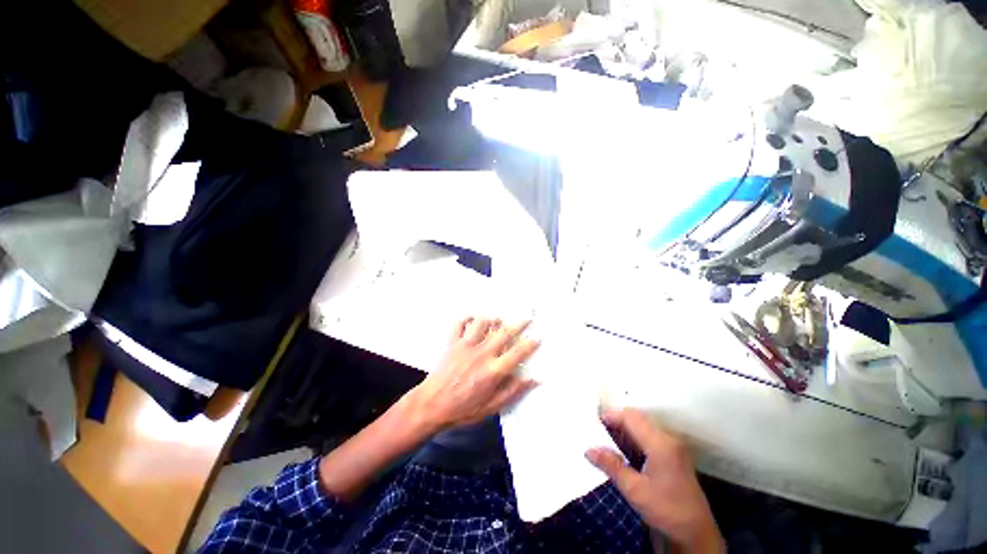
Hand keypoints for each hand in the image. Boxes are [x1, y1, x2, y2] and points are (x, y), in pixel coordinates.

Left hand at [408, 317, 539, 431]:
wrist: (431, 406)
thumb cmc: (463, 410)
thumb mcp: (491, 408)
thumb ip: (513, 391)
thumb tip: (534, 379)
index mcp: (493, 371)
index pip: (517, 353)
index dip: (530, 343)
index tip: (538, 336)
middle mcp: (482, 353)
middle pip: (504, 332)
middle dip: (519, 323)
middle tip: (528, 318)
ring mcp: (466, 345)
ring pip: (483, 322)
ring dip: (493, 319)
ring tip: (498, 320)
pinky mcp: (452, 342)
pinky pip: (460, 323)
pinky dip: (468, 318)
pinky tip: (473, 320)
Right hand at [586, 409, 723, 553]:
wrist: (696, 535)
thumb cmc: (666, 510)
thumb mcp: (635, 490)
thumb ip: (611, 466)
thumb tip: (589, 450)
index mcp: (660, 443)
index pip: (631, 417)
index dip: (611, 416)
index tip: (593, 423)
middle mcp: (668, 438)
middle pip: (637, 418)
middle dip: (616, 421)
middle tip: (597, 431)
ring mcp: (673, 446)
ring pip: (643, 426)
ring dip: (624, 429)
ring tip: (605, 439)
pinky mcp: (673, 454)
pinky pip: (649, 436)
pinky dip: (633, 437)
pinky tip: (622, 449)